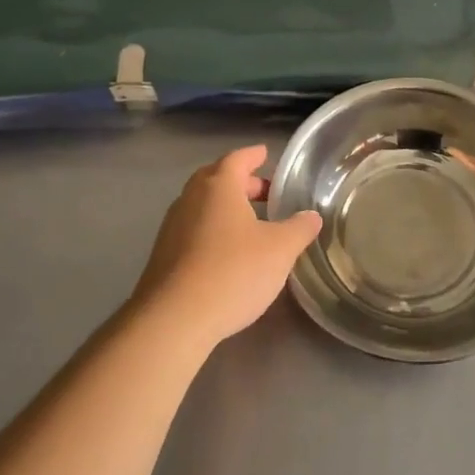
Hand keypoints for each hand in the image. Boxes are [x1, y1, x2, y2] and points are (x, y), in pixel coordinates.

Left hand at [132, 145, 321, 347]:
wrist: (174, 320)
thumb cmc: (232, 272)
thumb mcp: (280, 250)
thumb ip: (299, 228)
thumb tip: (312, 216)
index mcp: (218, 187)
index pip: (237, 159)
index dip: (254, 155)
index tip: (265, 154)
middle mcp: (190, 199)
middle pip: (216, 179)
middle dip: (241, 182)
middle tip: (265, 193)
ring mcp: (172, 227)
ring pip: (202, 205)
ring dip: (226, 208)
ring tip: (251, 224)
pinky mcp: (163, 255)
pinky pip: (193, 229)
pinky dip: (212, 230)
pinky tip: (228, 252)